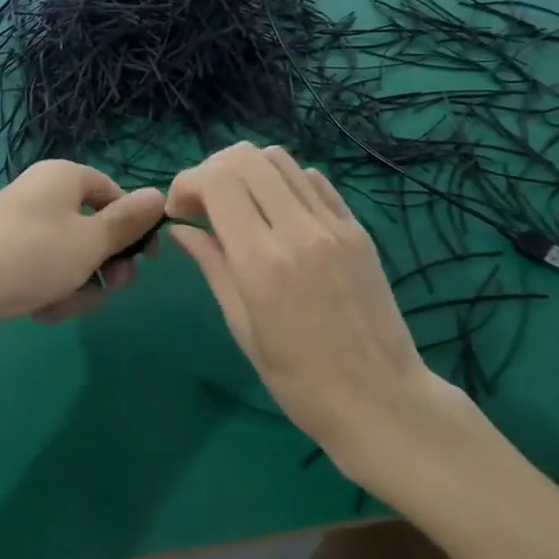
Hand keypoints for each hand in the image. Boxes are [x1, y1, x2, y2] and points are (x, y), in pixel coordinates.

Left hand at [0, 161, 164, 328]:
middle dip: (105, 264)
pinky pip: (42, 271)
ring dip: (78, 285)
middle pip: (92, 228)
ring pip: (70, 257)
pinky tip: (41, 311)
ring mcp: (18, 227)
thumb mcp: (91, 240)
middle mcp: (41, 195)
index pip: (113, 193)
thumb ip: (129, 221)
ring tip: (63, 304)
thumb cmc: (32, 256)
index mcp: (63, 177)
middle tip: (110, 288)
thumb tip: (159, 194)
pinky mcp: (1, 257)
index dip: (134, 225)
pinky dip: (50, 291)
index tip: (149, 260)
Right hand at [166, 143, 444, 459]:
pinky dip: (285, 183)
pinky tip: (279, 213)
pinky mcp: (358, 228)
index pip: (218, 181)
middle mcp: (299, 230)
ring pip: (281, 161)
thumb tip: (182, 228)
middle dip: (213, 170)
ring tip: (240, 207)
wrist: (379, 399)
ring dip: (249, 173)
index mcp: (262, 262)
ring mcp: (334, 225)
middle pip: (246, 158)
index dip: (188, 183)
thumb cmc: (299, 381)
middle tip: (204, 205)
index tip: (179, 211)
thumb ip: (213, 266)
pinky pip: (314, 181)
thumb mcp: (242, 327)